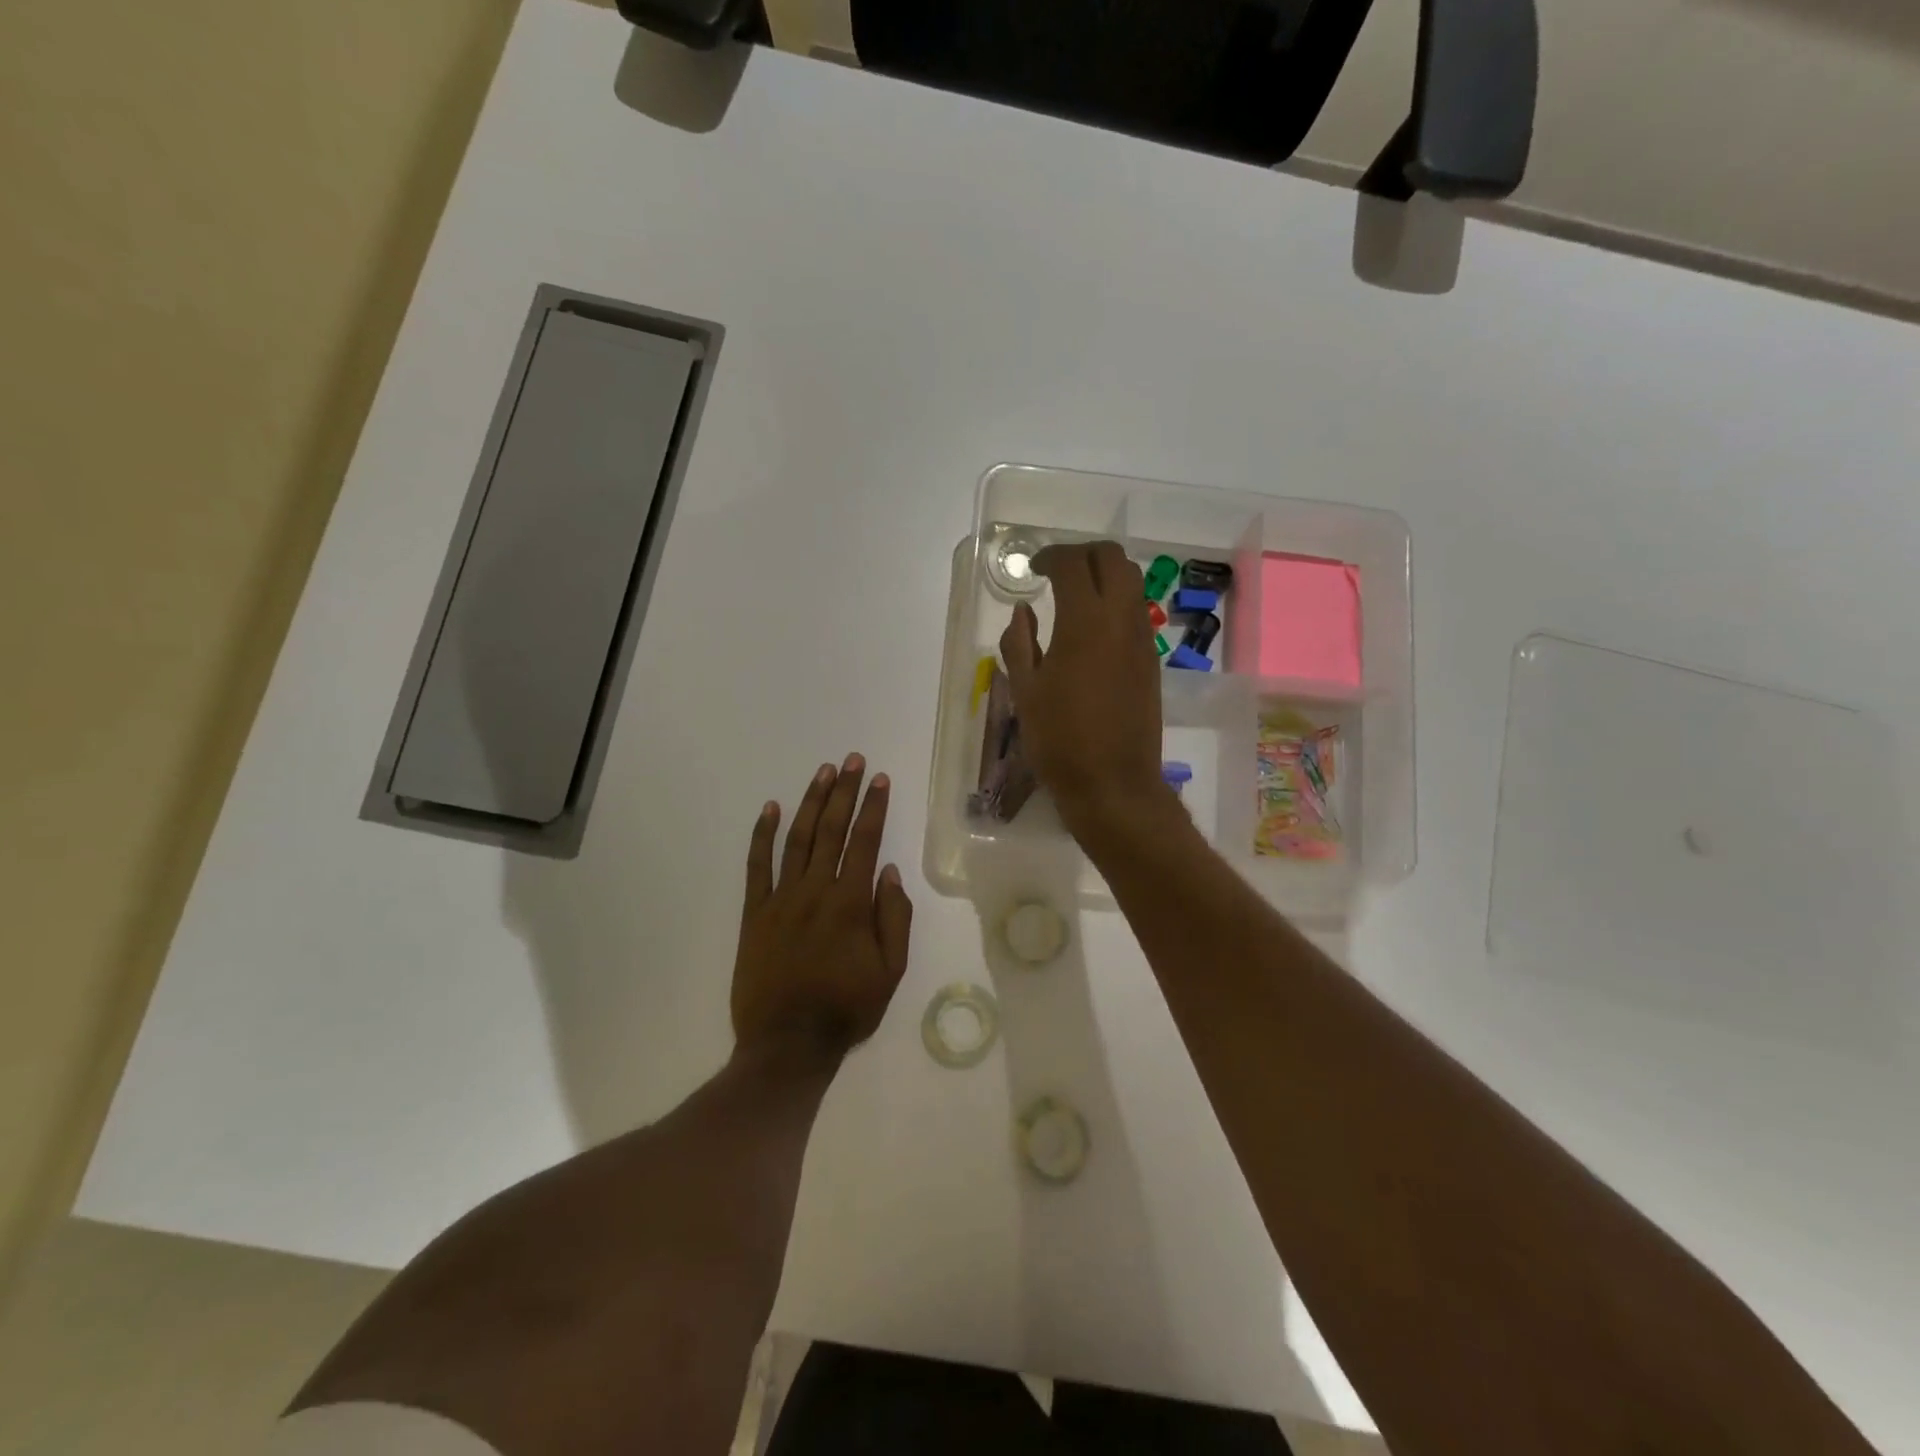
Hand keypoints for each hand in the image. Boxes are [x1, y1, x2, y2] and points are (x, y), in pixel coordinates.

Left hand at [733, 754, 913, 1071]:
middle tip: (852, 761)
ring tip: (823, 772)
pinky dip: (762, 835)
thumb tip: (890, 872)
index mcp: (850, 904)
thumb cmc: (846, 1009)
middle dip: (844, 792)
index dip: (874, 807)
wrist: (787, 1044)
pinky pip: (757, 867)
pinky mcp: (753, 913)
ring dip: (811, 803)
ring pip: (797, 839)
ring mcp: (780, 899)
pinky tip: (770, 809)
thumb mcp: (890, 972)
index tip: (880, 779)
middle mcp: (815, 891)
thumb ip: (894, 918)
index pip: (865, 842)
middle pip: (832, 830)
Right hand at [1000, 541, 1172, 843]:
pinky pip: (1137, 612)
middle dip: (1084, 554)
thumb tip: (1023, 611)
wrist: (1113, 783)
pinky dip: (1116, 602)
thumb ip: (1019, 642)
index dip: (1051, 557)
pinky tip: (1092, 630)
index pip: (1074, 564)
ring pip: (1132, 582)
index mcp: (1084, 623)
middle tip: (1057, 573)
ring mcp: (1141, 640)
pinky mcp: (1151, 661)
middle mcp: (1120, 620)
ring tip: (1075, 597)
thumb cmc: (1059, 739)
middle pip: (1113, 558)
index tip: (1033, 570)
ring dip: (1104, 575)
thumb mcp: (1025, 691)